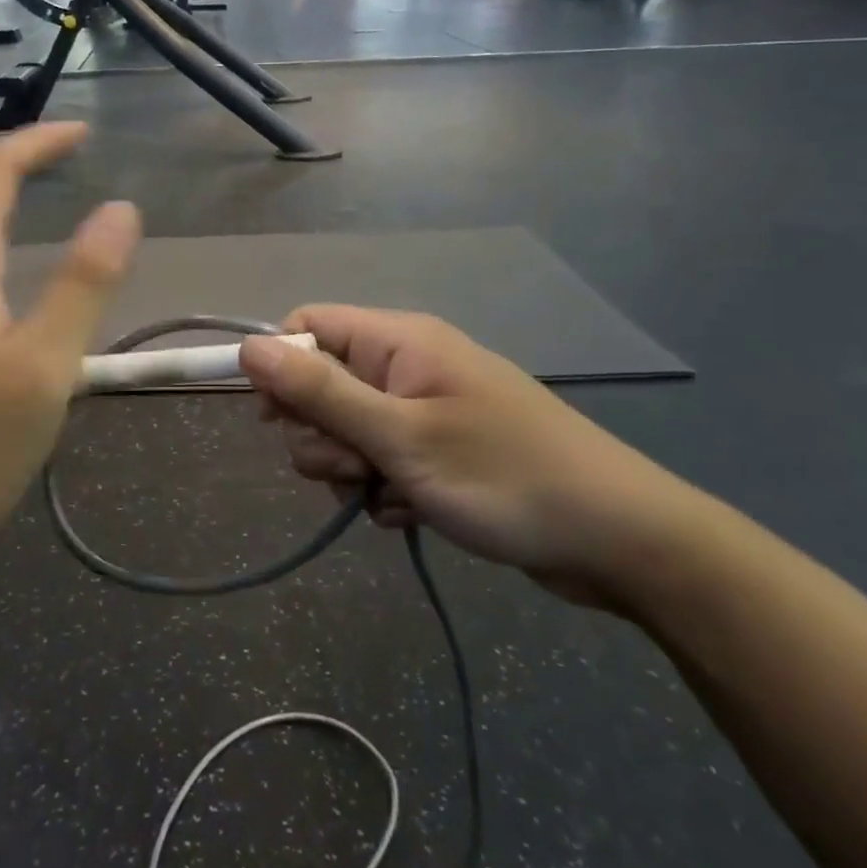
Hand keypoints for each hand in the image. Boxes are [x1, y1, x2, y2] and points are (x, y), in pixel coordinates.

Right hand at [240, 307, 704, 605]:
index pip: (309, 326)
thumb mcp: (399, 436)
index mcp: (399, 341)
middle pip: (321, 385)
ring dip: (350, 468)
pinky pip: (381, 463)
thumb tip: (249, 347)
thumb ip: (319, 392)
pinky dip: (384, 490)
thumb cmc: (503, 476)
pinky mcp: (438, 452)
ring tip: (389, 493)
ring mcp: (424, 410)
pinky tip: (412, 512)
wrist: (618, 540)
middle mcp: (408, 366)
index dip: (282, 368)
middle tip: (356, 467)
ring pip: (347, 431)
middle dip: (322, 433)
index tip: (277, 419)